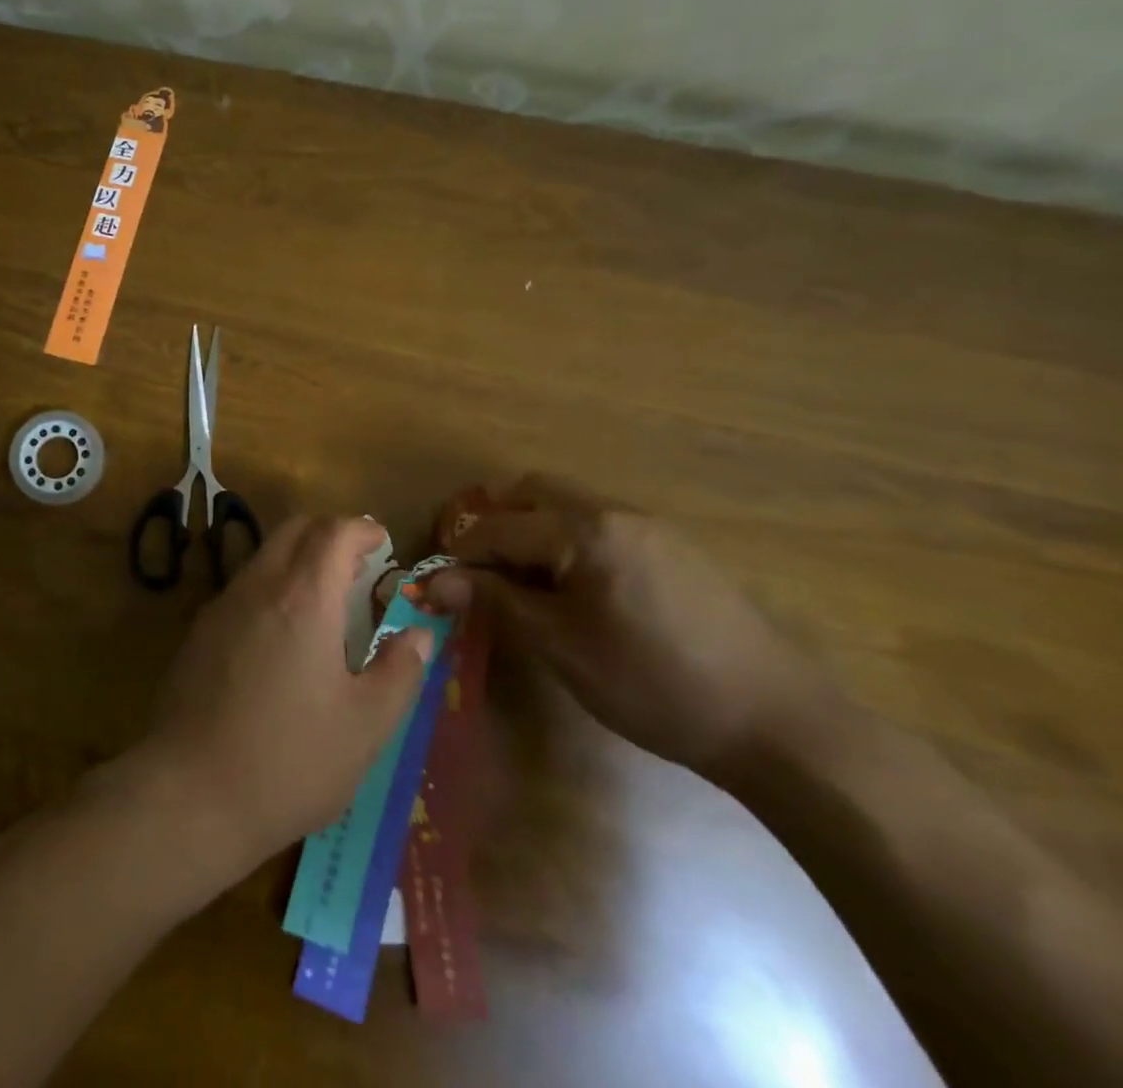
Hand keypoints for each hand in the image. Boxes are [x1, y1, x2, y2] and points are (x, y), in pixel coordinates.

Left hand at [132, 516, 433, 877]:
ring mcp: (221, 606)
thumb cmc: (291, 759)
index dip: (360, 528)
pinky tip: (282, 635)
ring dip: (297, 559)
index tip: (382, 541)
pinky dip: (271, 587)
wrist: (191, 791)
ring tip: (325, 600)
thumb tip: (418, 635)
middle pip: (293, 529)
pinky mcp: (198, 632)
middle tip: (357, 564)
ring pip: (264, 556)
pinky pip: (242, 588)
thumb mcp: (366, 726)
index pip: (333, 531)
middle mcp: (258, 586)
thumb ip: (399, 672)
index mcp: (303, 597)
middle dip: (328, 532)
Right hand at [425, 475, 827, 781]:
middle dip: (493, 521)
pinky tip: (573, 590)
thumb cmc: (654, 685)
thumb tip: (435, 582)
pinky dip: (568, 542)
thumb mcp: (561, 646)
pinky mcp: (676, 550)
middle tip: (475, 568)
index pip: (499, 527)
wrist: (780, 725)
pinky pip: (601, 526)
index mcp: (587, 531)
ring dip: (531, 530)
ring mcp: (652, 528)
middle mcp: (617, 512)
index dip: (460, 554)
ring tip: (521, 583)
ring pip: (568, 505)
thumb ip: (496, 602)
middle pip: (532, 491)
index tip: (438, 584)